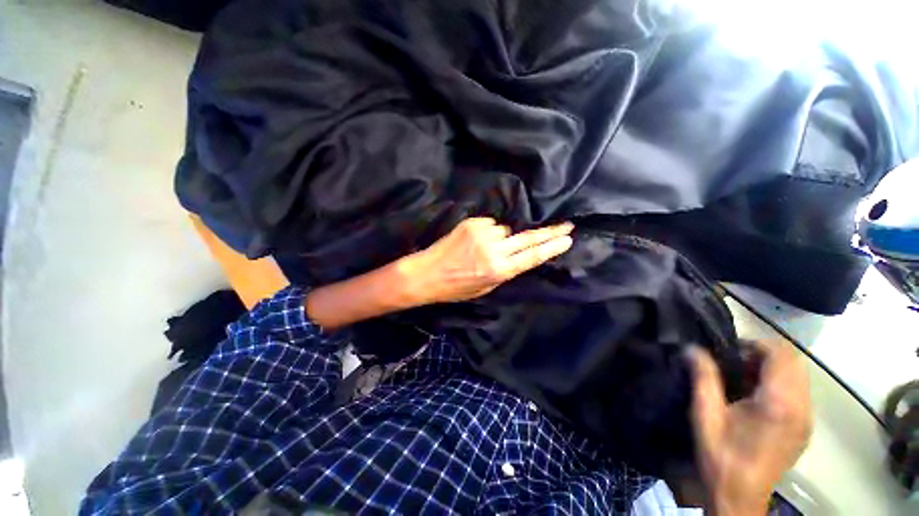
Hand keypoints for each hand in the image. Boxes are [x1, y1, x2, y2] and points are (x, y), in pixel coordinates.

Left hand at [397, 217, 573, 304]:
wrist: (427, 273)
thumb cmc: (456, 287)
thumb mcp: (485, 288)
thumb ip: (504, 270)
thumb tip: (517, 254)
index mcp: (498, 271)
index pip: (531, 257)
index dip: (551, 248)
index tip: (567, 239)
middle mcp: (493, 250)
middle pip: (528, 238)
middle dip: (549, 232)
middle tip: (566, 225)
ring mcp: (482, 233)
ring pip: (505, 230)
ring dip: (502, 237)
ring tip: (484, 248)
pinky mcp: (472, 223)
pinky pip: (490, 225)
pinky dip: (487, 232)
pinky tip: (474, 241)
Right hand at [688, 341, 812, 515]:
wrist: (740, 496)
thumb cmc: (721, 455)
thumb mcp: (705, 414)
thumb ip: (703, 377)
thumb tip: (692, 348)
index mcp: (779, 403)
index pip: (781, 354)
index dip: (755, 344)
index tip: (729, 352)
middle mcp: (801, 408)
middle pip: (794, 362)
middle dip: (764, 355)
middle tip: (735, 364)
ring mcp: (807, 419)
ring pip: (798, 376)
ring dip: (772, 369)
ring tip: (744, 379)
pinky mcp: (805, 428)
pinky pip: (799, 392)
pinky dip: (779, 383)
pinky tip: (756, 398)